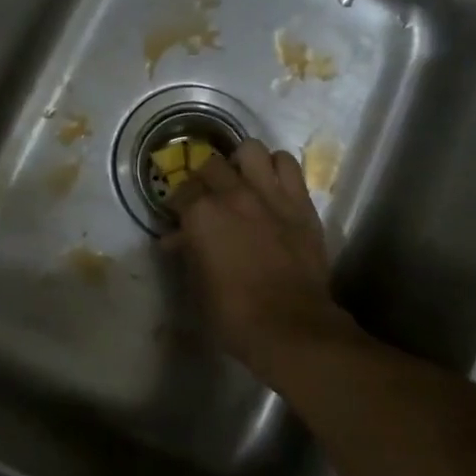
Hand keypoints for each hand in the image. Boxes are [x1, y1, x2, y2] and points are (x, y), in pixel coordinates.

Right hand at [165, 139, 357, 385]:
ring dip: (243, 163)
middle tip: (209, 198)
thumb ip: (187, 253)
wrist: (292, 326)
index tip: (180, 214)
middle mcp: (232, 194)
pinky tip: (273, 184)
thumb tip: (176, 239)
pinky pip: (288, 164)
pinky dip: (277, 167)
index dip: (178, 203)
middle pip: (212, 166)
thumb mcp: (197, 285)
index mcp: (201, 214)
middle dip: (206, 179)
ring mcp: (269, 193)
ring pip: (251, 149)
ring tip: (243, 180)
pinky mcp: (300, 201)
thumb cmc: (234, 314)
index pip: (181, 191)